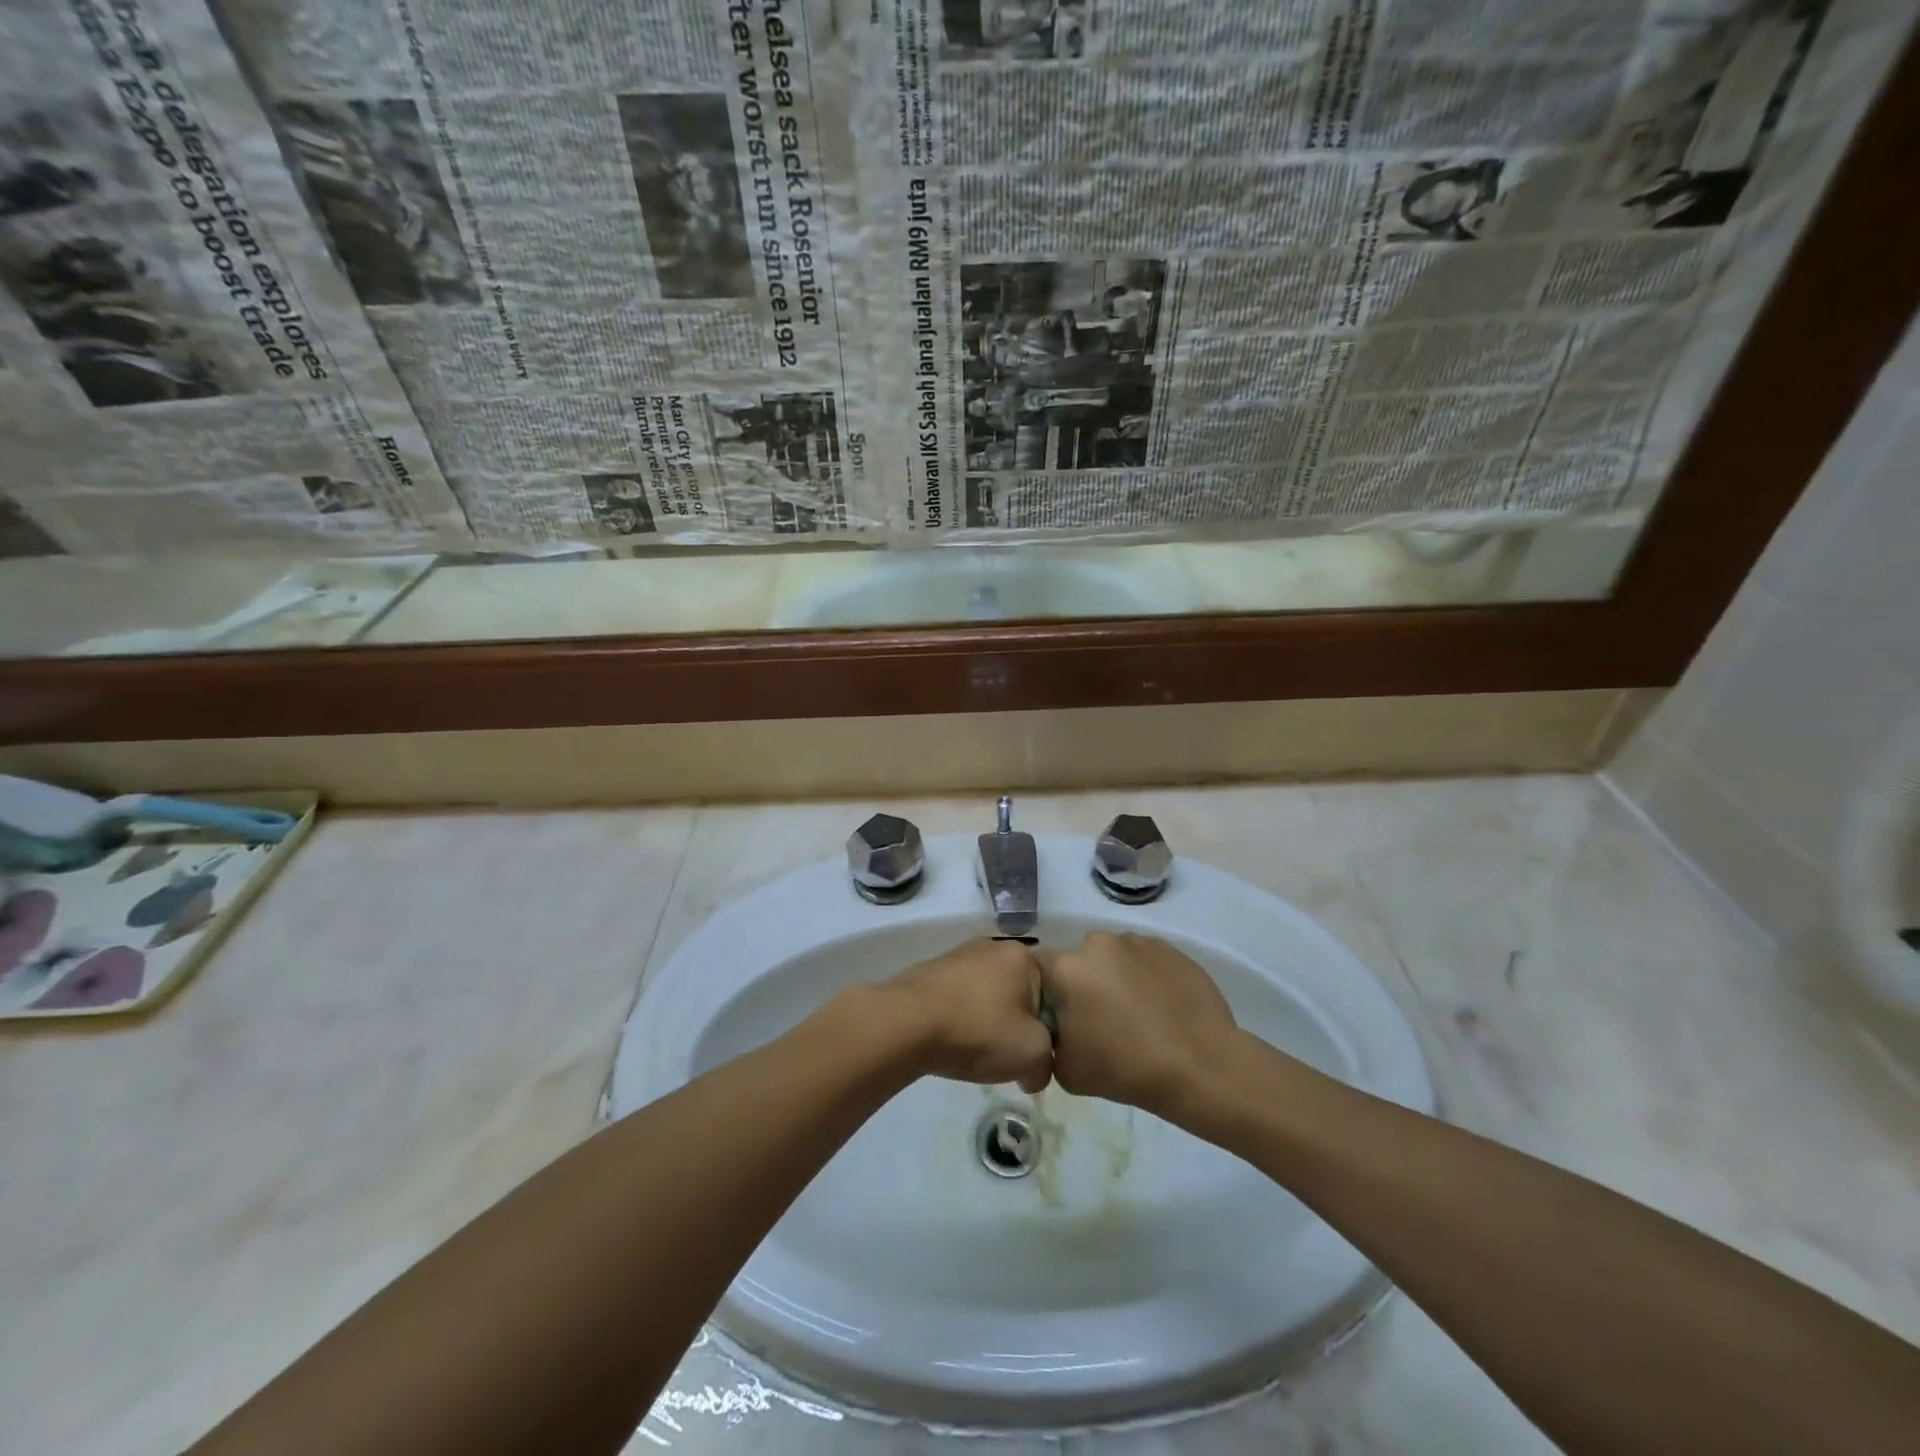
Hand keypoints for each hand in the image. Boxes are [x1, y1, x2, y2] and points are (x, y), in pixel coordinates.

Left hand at [882, 939, 1052, 1093]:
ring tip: (978, 1052)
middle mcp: (993, 946)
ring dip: (989, 1023)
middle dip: (1019, 1024)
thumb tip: (1034, 1072)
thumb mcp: (1032, 1054)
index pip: (1054, 992)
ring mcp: (959, 956)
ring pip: (989, 996)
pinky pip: (960, 999)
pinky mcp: (932, 972)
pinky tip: (954, 1042)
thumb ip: (1047, 1062)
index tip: (1039, 1055)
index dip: (1051, 1028)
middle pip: (1020, 992)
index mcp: (1023, 955)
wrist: (906, 1023)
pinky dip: (963, 1020)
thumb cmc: (979, 1029)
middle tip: (1011, 1056)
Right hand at [1044, 932, 1238, 1118]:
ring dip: (1117, 978)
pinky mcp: (1170, 948)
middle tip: (1101, 1019)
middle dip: (1085, 984)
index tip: (1063, 1017)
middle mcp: (1098, 943)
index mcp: (1067, 967)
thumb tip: (1058, 1031)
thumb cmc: (1124, 1068)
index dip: (1050, 993)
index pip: (1040, 969)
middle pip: (1080, 961)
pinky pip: (1146, 960)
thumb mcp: (1066, 1069)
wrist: (1199, 1065)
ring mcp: (1137, 942)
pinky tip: (1162, 1008)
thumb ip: (1050, 1042)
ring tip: (1138, 1014)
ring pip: (1114, 958)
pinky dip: (1147, 977)